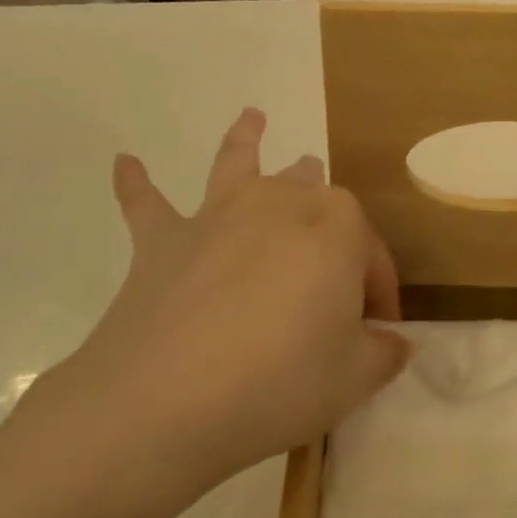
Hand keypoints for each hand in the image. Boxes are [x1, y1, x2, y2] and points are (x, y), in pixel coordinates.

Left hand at [0, 109, 407, 517]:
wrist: (167, 399)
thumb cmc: (280, 382)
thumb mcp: (354, 378)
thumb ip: (382, 353)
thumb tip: (392, 342)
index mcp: (337, 227)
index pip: (371, 253)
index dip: (379, 291)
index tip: (379, 331)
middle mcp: (279, 203)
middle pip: (314, 196)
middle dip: (329, 218)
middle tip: (333, 257)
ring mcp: (217, 215)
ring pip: (239, 163)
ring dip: (247, 140)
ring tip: (252, 117)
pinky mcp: (163, 240)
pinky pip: (146, 203)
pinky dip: (136, 182)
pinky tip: (124, 163)